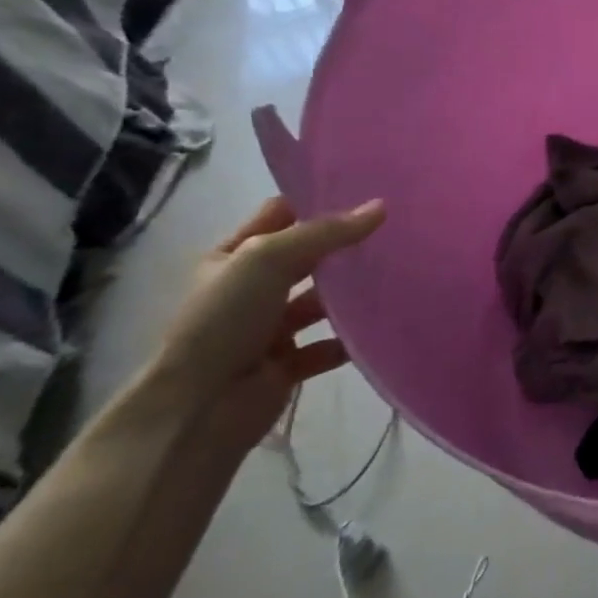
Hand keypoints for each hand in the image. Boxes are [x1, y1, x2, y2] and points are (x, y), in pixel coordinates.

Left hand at [145, 196, 385, 445]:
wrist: (198, 406)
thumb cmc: (224, 319)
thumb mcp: (268, 258)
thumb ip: (326, 232)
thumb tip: (381, 207)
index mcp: (232, 257)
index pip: (280, 216)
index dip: (316, 202)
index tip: (366, 191)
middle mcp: (250, 289)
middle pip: (306, 258)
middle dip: (342, 246)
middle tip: (394, 230)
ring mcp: (269, 328)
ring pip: (320, 302)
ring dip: (351, 294)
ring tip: (398, 275)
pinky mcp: (287, 364)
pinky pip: (328, 346)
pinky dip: (352, 339)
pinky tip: (383, 325)